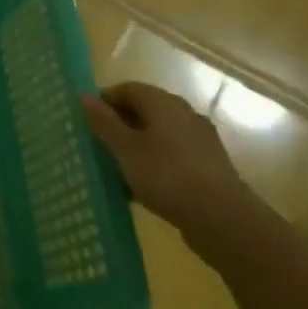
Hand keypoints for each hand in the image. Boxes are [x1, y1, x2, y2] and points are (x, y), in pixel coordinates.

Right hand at [83, 82, 256, 253]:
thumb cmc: (167, 176)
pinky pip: (172, 155)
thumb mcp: (125, 149)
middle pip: (144, 110)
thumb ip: (103, 122)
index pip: (127, 88)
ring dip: (136, 146)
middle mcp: (184, 114)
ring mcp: (199, 140)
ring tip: (116, 169)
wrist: (224, 220)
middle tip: (97, 145)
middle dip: (119, 125)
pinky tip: (142, 187)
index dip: (104, 101)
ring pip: (158, 135)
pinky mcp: (208, 166)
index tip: (86, 121)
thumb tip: (83, 96)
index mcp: (163, 103)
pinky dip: (154, 163)